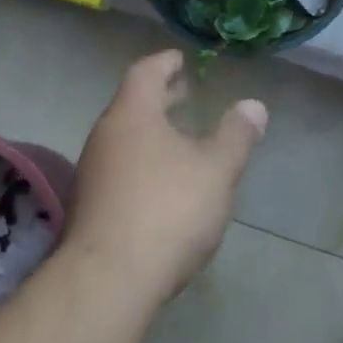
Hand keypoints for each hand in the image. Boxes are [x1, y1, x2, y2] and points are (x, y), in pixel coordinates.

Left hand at [63, 50, 267, 309]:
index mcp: (133, 113)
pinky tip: (162, 185)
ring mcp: (92, 173)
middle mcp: (106, 135)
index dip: (165, 63)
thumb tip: (254, 106)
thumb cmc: (166, 210)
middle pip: (133, 104)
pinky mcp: (88, 209)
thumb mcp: (216, 170)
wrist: (106, 283)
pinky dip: (142, 162)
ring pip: (125, 138)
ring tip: (180, 141)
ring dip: (152, 132)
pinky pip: (118, 169)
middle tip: (185, 94)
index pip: (145, 71)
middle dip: (161, 98)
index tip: (181, 60)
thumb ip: (236, 135)